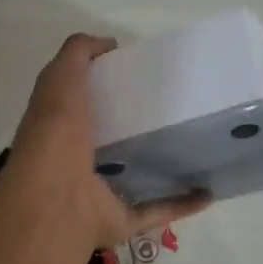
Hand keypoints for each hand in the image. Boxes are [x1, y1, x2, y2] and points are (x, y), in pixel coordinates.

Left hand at [1, 34, 209, 253]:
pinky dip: (181, 204)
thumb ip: (78, 53)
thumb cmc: (55, 132)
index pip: (83, 106)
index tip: (143, 77)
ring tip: (195, 147)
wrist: (55, 197)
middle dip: (138, 128)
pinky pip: (155, 211)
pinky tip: (208, 192)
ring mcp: (99, 194)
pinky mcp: (121, 219)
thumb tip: (109, 44)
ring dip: (160, 167)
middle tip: (177, 108)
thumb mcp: (60, 77)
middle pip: (110, 142)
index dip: (108, 90)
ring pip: (134, 178)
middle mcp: (77, 161)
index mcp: (61, 127)